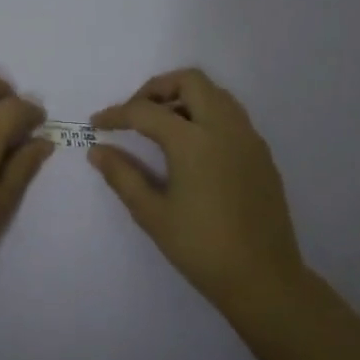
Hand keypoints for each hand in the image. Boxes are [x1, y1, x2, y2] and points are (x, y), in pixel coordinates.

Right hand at [90, 68, 303, 311]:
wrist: (263, 278)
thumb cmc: (201, 248)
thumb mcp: (153, 214)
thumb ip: (122, 175)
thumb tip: (97, 150)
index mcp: (193, 141)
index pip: (146, 111)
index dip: (116, 114)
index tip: (96, 124)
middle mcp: (224, 127)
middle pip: (189, 81)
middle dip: (156, 89)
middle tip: (135, 113)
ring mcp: (248, 138)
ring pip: (215, 93)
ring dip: (184, 97)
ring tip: (161, 126)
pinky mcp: (262, 153)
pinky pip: (231, 115)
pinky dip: (206, 114)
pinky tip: (192, 147)